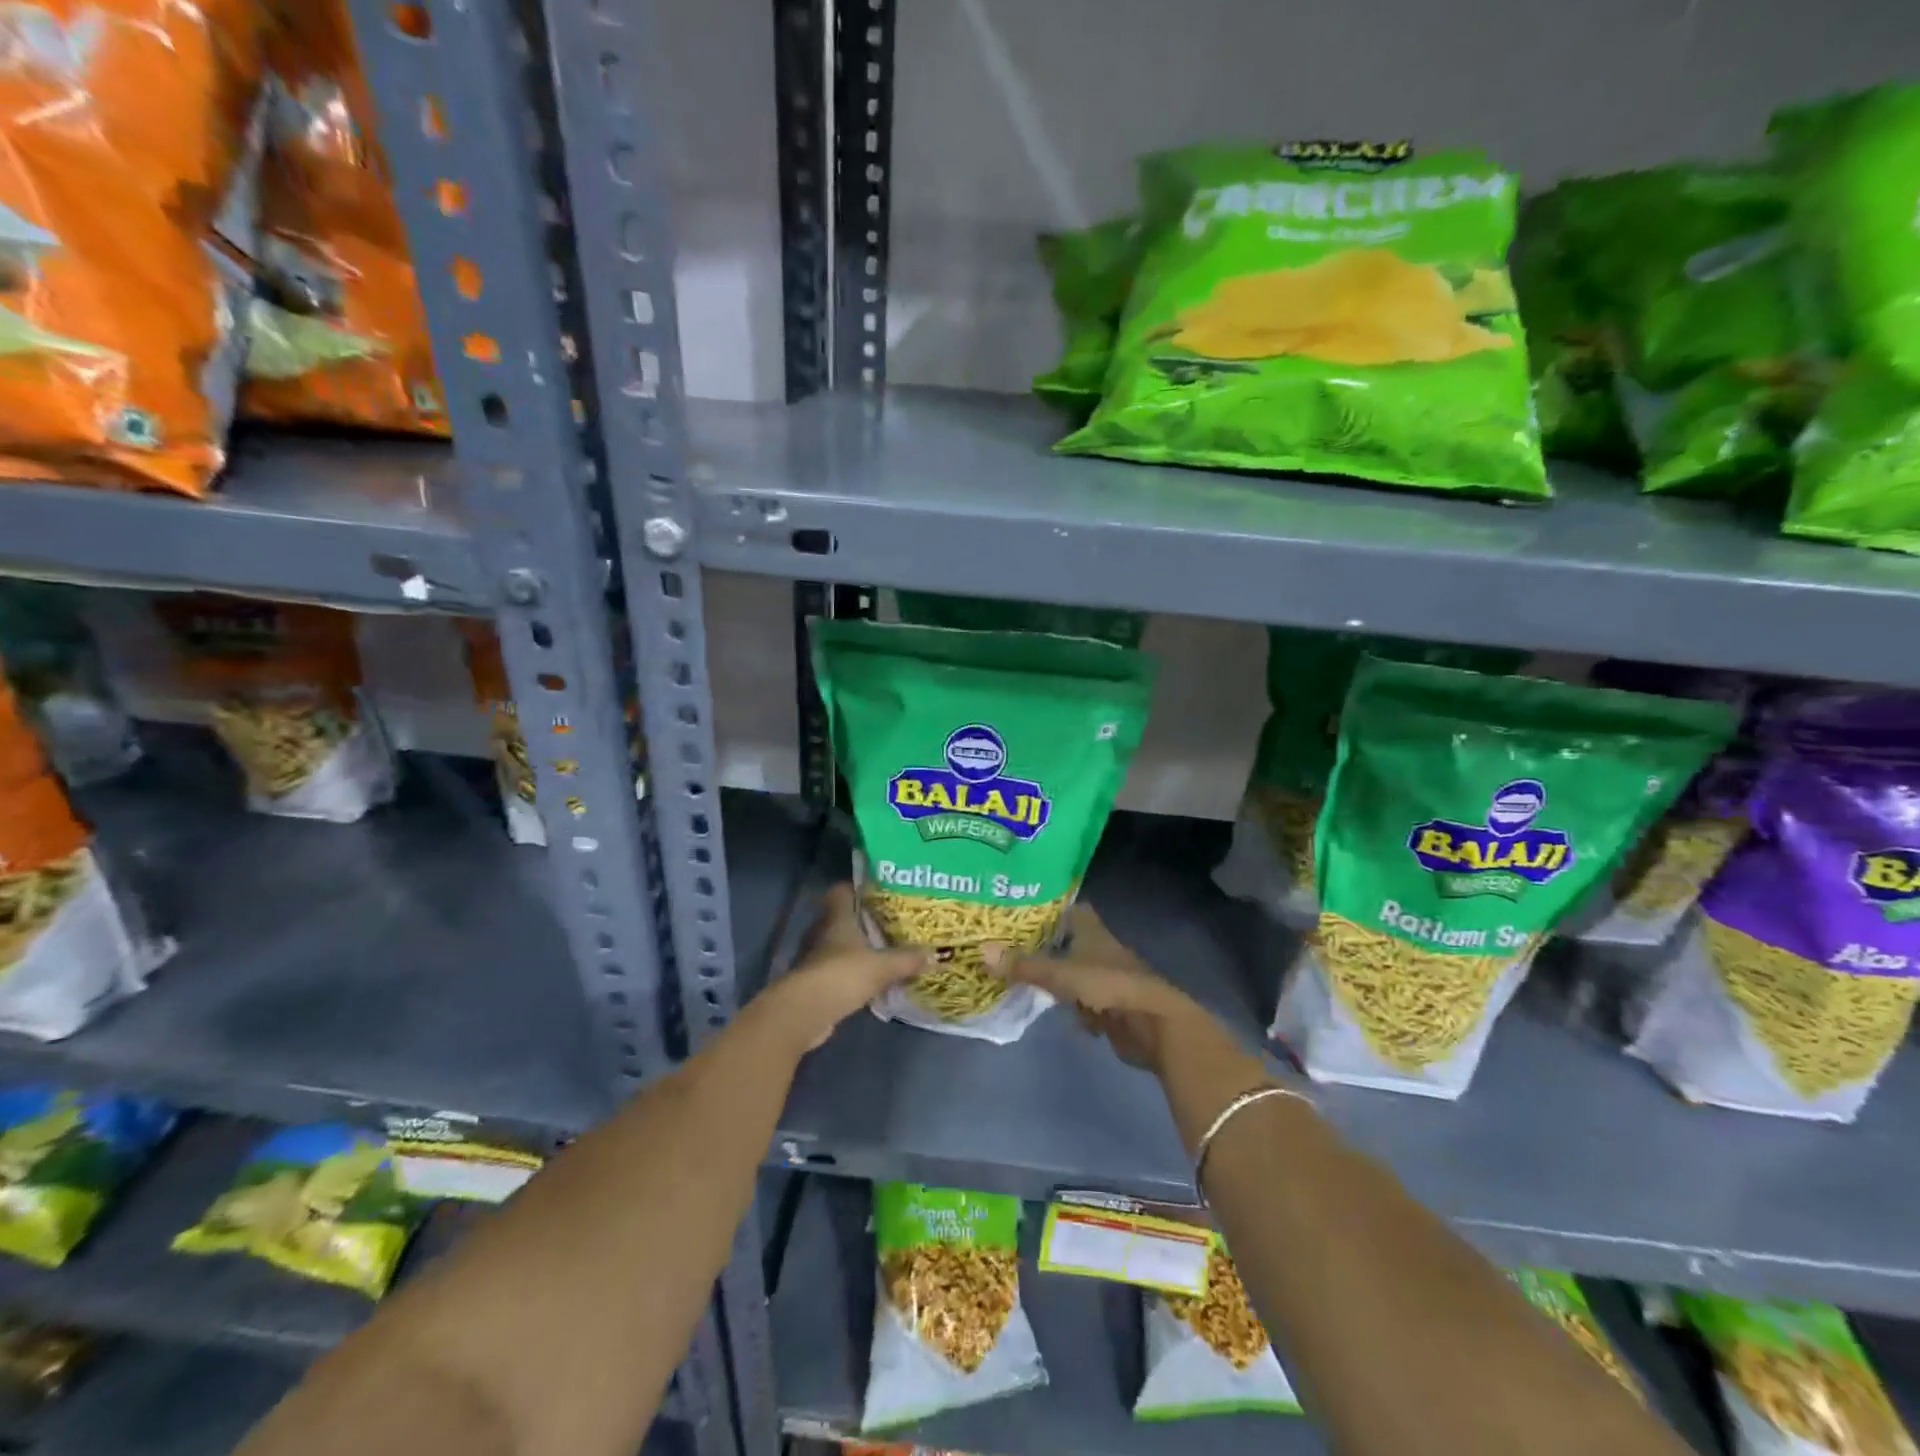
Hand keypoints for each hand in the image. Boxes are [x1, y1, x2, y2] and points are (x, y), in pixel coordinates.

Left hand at [761, 884, 924, 1054]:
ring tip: (883, 952)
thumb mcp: (882, 966)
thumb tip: (935, 954)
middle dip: (862, 921)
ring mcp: (815, 959)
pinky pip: (837, 972)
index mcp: (837, 918)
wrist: (804, 1013)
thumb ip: (907, 959)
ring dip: (856, 950)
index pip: (841, 891)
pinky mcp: (814, 983)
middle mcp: (823, 933)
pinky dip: (851, 975)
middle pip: (841, 918)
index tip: (878, 891)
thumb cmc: (842, 975)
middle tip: (889, 923)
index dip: (856, 888)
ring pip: (838, 946)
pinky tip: (870, 982)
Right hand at [986, 904, 1217, 1071]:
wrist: (1154, 1025)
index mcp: (1093, 932)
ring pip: (1079, 973)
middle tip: (1016, 948)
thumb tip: (981, 951)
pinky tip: (1062, 1015)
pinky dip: (1077, 1008)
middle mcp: (1102, 951)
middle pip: (1073, 942)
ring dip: (1062, 979)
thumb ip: (1023, 966)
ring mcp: (1111, 980)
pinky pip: (1089, 1003)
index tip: (1026, 911)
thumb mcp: (1060, 974)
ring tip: (1030, 980)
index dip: (1053, 908)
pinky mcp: (1115, 1008)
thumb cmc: (1107, 986)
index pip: (1073, 909)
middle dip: (1050, 946)